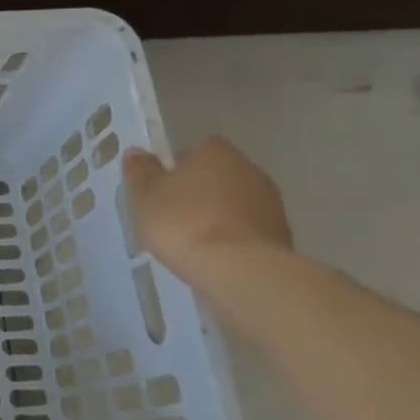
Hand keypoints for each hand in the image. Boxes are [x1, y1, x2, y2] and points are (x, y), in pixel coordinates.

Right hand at [122, 137, 291, 282]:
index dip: (178, 166)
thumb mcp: (145, 196)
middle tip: (174, 214)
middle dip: (200, 190)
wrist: (239, 270)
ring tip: (195, 240)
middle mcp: (249, 169)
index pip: (197, 149)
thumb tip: (138, 152)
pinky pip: (248, 229)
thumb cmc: (183, 222)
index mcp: (216, 153)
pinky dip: (234, 237)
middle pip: (218, 175)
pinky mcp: (281, 235)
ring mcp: (271, 203)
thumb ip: (141, 171)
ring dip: (219, 215)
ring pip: (235, 202)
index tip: (163, 188)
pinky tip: (217, 256)